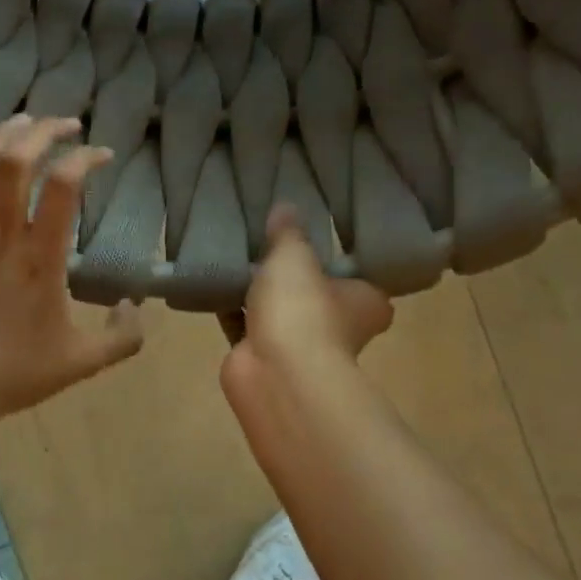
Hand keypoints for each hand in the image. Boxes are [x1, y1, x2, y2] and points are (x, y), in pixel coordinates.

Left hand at [0, 116, 144, 421]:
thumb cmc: (14, 374)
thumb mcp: (82, 363)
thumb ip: (122, 338)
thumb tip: (134, 306)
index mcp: (40, 260)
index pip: (63, 187)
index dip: (84, 159)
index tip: (100, 155)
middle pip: (16, 162)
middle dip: (43, 131)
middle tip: (64, 124)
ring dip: (0, 135)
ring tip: (22, 122)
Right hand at [221, 207, 394, 411]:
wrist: (275, 372)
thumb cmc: (302, 309)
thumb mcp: (295, 256)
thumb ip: (288, 233)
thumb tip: (285, 207)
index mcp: (367, 302)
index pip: (358, 275)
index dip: (337, 259)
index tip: (314, 239)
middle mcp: (341, 327)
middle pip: (315, 295)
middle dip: (292, 278)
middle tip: (267, 244)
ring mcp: (301, 347)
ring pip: (279, 313)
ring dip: (259, 295)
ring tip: (235, 258)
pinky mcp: (264, 358)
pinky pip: (246, 326)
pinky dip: (233, 312)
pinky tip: (213, 286)